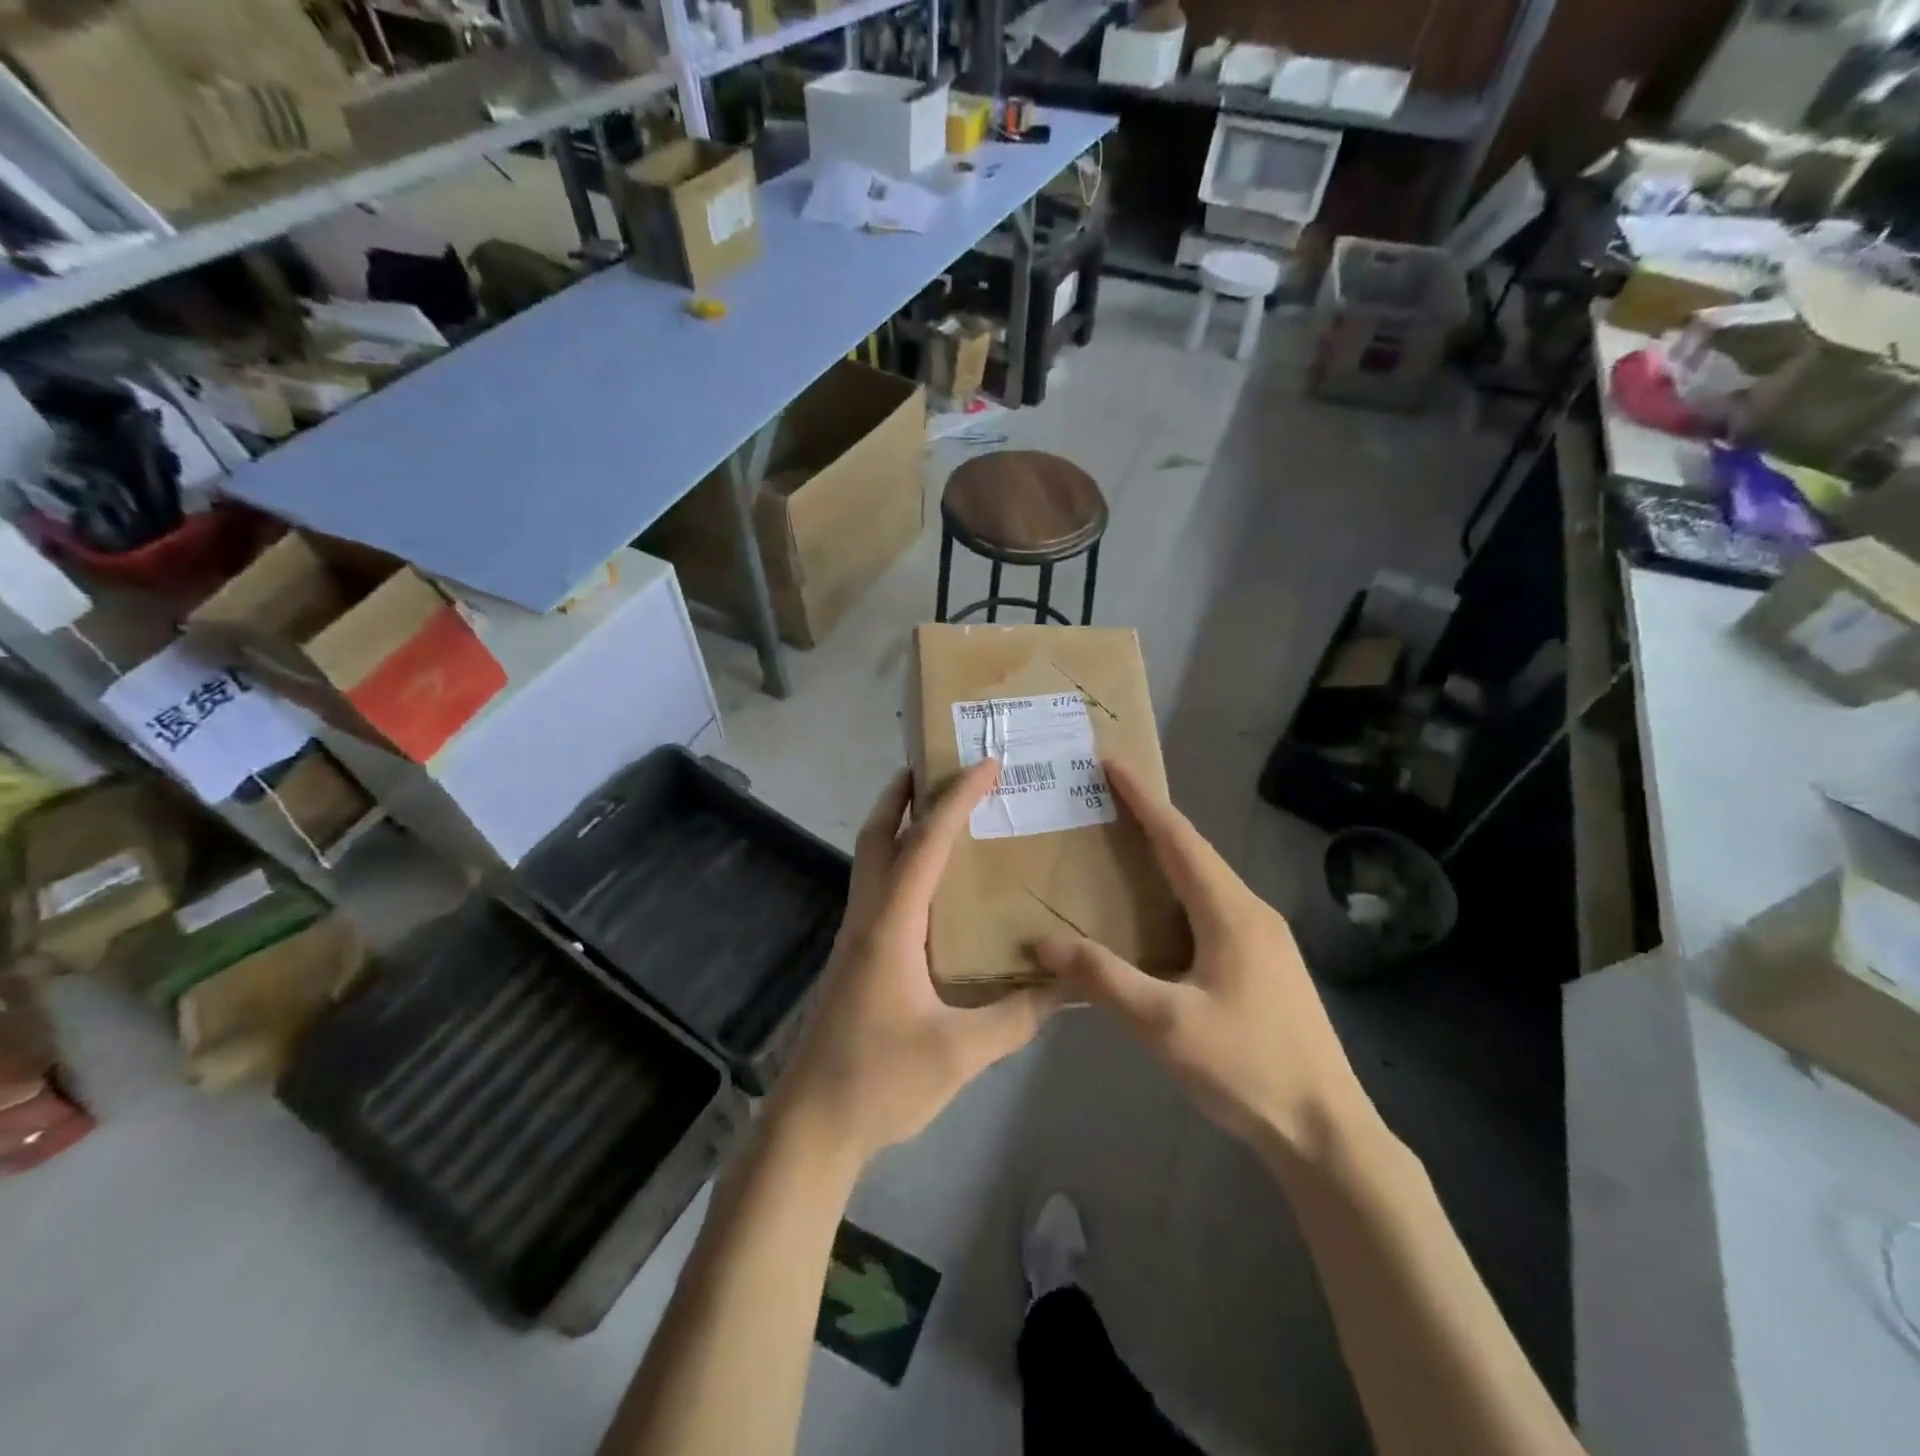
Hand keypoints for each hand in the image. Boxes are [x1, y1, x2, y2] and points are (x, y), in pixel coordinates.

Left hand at [769, 761, 1061, 1164]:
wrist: (812, 1126)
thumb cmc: (880, 1082)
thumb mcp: (960, 1053)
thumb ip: (1016, 1018)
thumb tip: (1067, 987)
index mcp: (891, 926)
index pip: (926, 845)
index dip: (956, 800)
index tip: (986, 764)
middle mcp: (868, 918)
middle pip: (879, 836)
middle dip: (903, 794)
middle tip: (936, 765)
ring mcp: (855, 937)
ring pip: (871, 860)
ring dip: (898, 825)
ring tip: (936, 810)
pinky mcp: (854, 958)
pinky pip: (877, 889)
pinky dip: (899, 863)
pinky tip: (929, 886)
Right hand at [1035, 763, 1371, 1156]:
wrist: (1327, 1131)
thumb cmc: (1247, 1068)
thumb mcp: (1165, 1024)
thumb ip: (1104, 979)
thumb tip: (1043, 942)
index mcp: (1230, 912)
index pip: (1179, 839)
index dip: (1144, 799)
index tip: (1113, 762)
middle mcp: (1251, 912)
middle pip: (1195, 851)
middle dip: (1152, 819)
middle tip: (1107, 799)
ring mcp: (1265, 939)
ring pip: (1207, 880)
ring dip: (1167, 855)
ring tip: (1125, 844)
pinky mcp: (1266, 963)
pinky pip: (1214, 906)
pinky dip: (1180, 890)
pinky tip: (1160, 912)